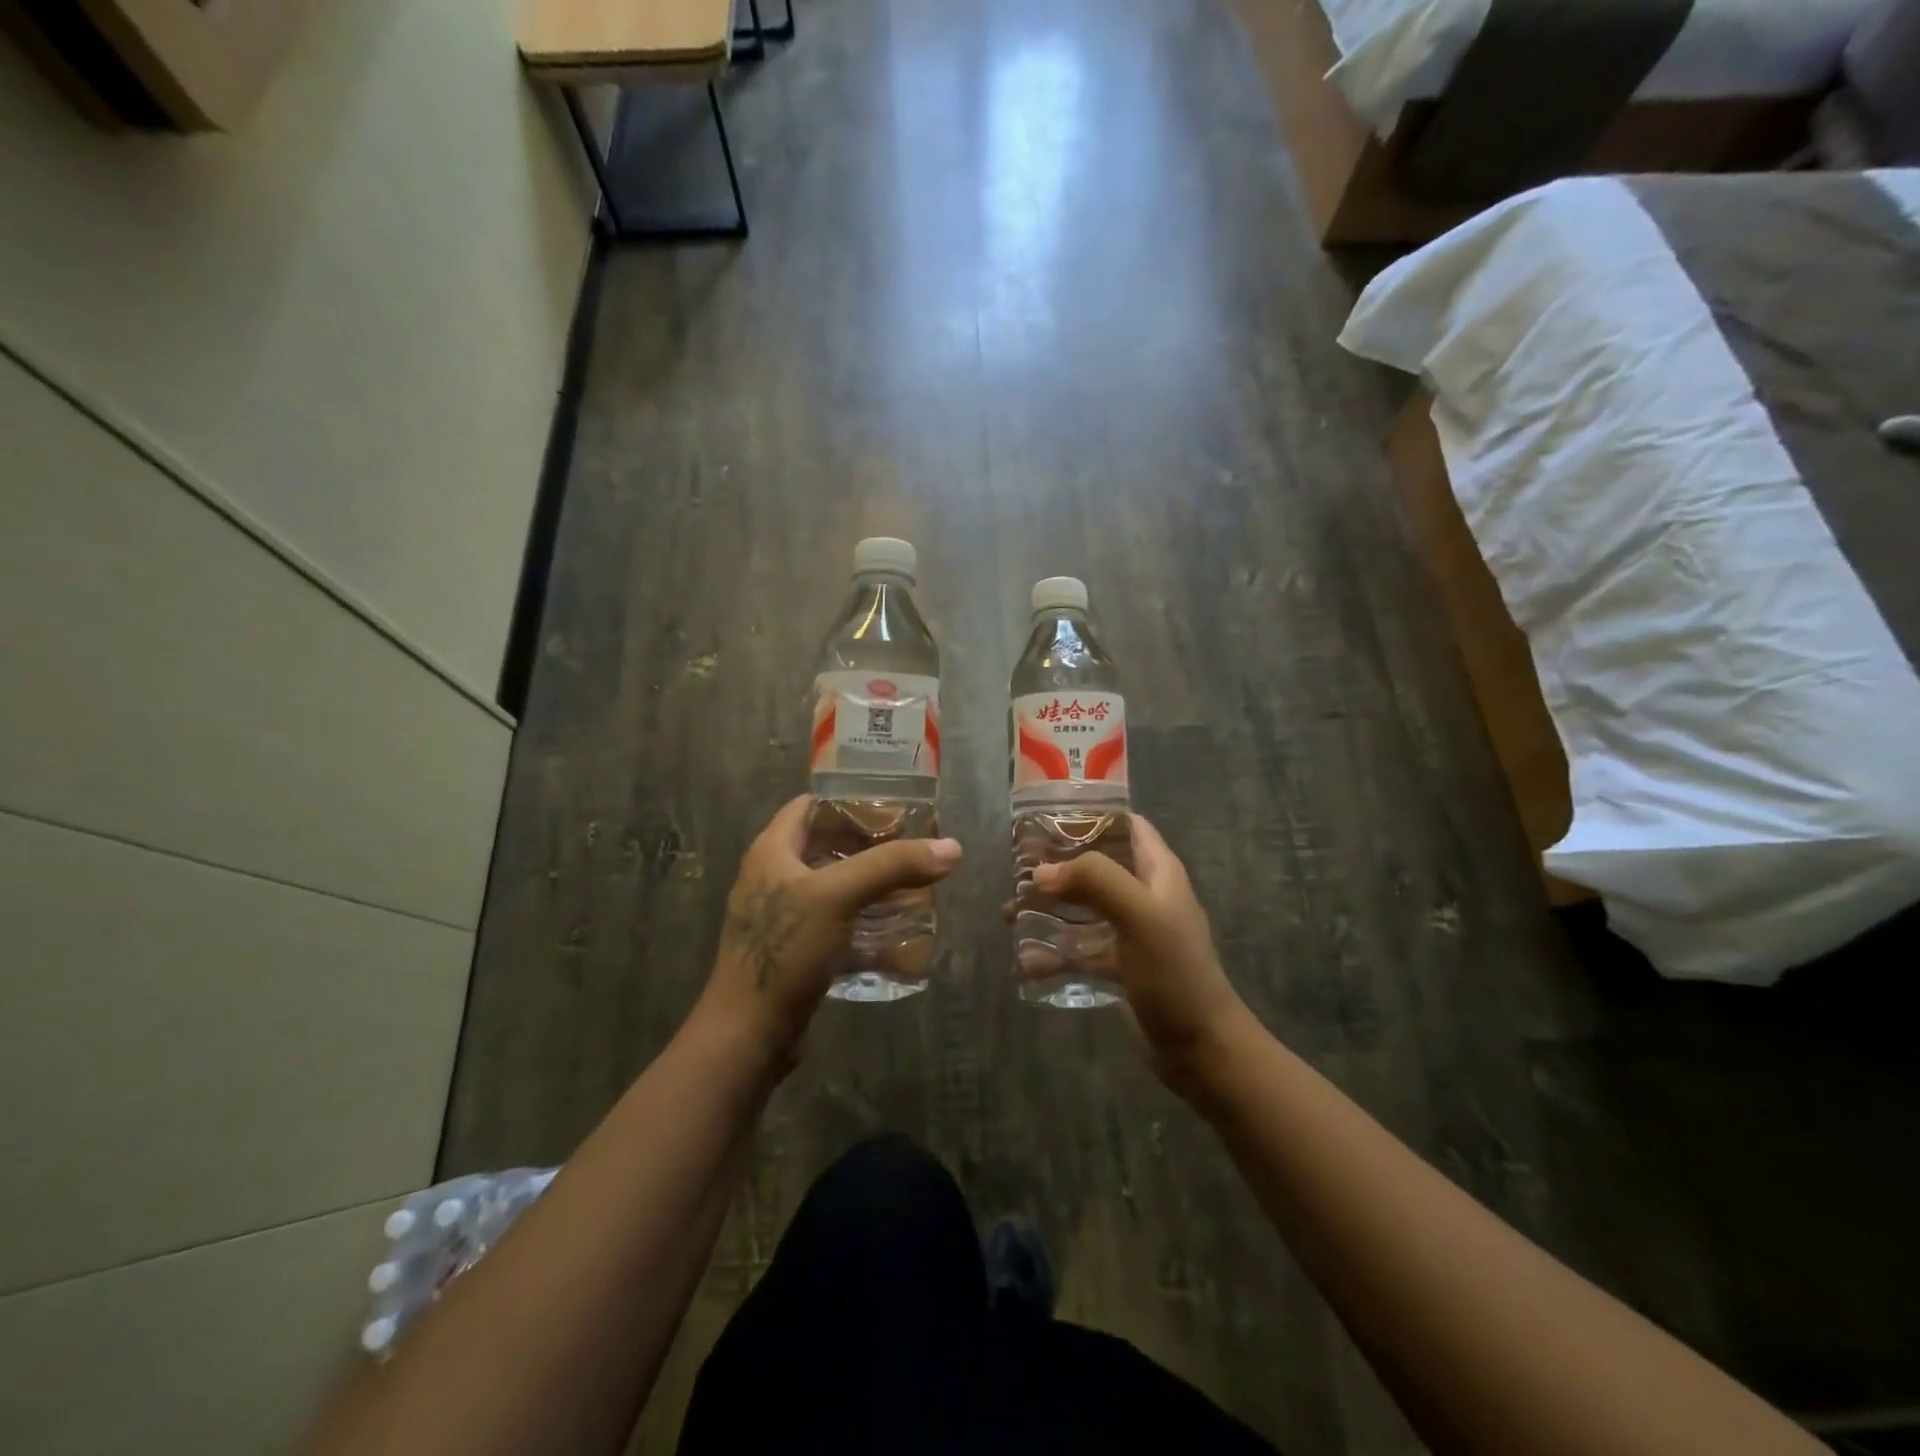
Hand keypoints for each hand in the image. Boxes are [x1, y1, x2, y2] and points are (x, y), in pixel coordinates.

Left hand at [697, 796, 961, 1067]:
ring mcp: (783, 915)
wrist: (748, 1035)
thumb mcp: (838, 897)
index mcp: (772, 851)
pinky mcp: (796, 948)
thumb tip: (951, 847)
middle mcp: (774, 876)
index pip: (812, 805)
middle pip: (828, 844)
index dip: (851, 800)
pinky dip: (864, 918)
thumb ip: (892, 866)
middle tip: (913, 847)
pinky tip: (896, 927)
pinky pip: (836, 920)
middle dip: (871, 844)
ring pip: (835, 884)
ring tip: (914, 883)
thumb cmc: (785, 951)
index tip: (895, 808)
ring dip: (871, 882)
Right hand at [1028, 817, 1259, 1097]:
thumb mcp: (1140, 915)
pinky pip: (1079, 949)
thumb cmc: (1174, 972)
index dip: (1090, 814)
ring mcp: (1131, 931)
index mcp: (1158, 872)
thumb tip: (1041, 873)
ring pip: (1082, 907)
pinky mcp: (1119, 965)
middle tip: (1016, 867)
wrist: (1200, 1048)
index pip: (1126, 824)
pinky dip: (1054, 952)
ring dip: (1048, 908)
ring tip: (1008, 913)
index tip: (1046, 816)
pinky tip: (1025, 962)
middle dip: (1057, 864)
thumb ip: (1095, 881)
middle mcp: (1144, 895)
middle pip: (1096, 865)